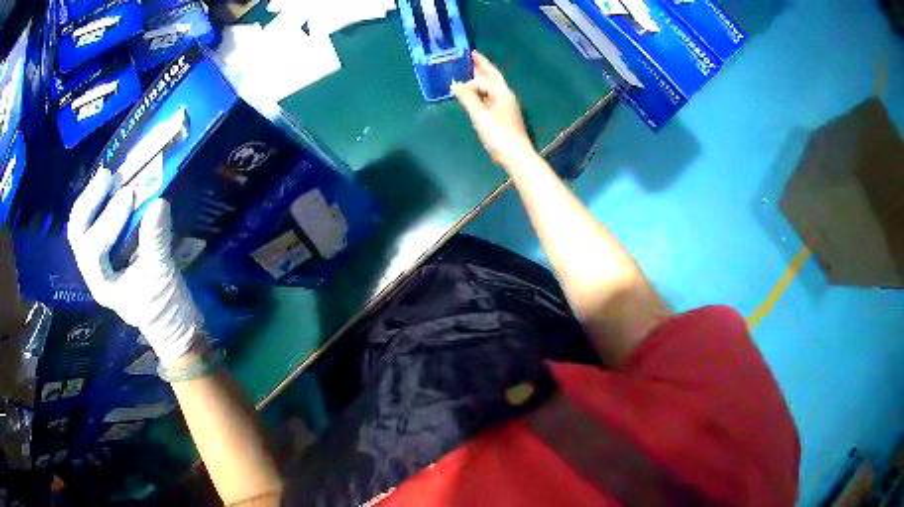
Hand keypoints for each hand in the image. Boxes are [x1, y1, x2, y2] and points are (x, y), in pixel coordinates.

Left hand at [67, 168, 201, 365]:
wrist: (169, 321)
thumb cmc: (163, 307)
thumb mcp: (161, 276)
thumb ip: (156, 241)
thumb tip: (158, 202)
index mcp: (102, 284)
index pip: (93, 249)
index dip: (108, 220)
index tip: (130, 196)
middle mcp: (93, 270)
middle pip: (78, 233)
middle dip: (89, 202)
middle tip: (108, 176)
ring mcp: (98, 258)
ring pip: (82, 226)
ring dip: (92, 199)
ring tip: (108, 176)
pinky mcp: (107, 248)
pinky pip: (94, 222)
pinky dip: (100, 202)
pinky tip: (111, 187)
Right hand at [452, 51, 535, 167]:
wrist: (516, 155)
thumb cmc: (498, 134)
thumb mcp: (480, 115)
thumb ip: (468, 98)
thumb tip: (456, 84)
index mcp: (502, 93)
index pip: (484, 79)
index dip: (470, 81)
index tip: (456, 85)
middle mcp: (506, 95)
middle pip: (493, 76)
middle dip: (483, 66)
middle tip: (473, 54)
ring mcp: (507, 105)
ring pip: (494, 86)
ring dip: (483, 77)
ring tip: (473, 71)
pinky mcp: (506, 115)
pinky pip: (493, 95)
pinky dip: (484, 90)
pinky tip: (478, 94)